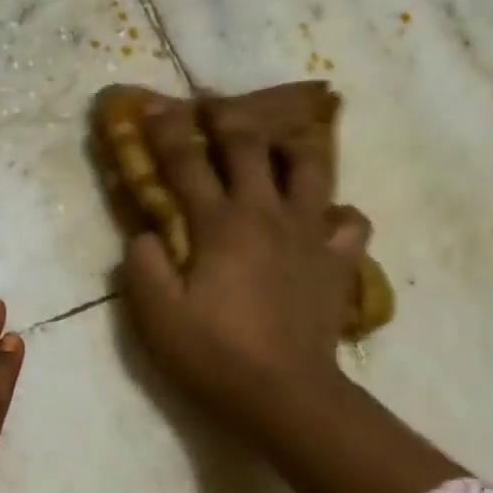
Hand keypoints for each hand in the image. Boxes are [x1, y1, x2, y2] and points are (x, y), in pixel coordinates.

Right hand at [120, 84, 371, 436]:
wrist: (283, 392)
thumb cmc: (212, 353)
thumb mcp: (155, 315)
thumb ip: (142, 265)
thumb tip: (145, 233)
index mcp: (219, 224)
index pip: (186, 164)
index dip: (166, 131)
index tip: (153, 104)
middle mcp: (266, 214)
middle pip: (250, 148)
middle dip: (227, 116)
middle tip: (213, 99)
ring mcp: (309, 234)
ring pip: (310, 168)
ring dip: (293, 143)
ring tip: (284, 133)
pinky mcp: (337, 262)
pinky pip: (349, 222)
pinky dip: (337, 212)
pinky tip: (325, 216)